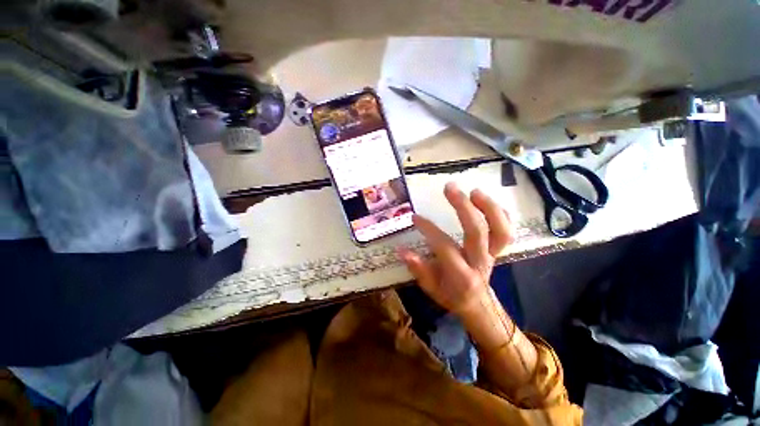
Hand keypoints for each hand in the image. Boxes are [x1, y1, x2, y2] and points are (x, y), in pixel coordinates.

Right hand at [399, 182, 513, 315]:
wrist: (477, 304)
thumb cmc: (450, 295)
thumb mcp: (430, 288)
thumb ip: (418, 269)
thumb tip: (401, 251)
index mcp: (460, 275)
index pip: (444, 246)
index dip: (429, 229)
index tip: (415, 217)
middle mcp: (479, 262)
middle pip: (477, 232)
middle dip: (463, 207)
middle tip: (449, 188)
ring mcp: (492, 255)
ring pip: (500, 231)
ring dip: (489, 207)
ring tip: (474, 191)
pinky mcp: (497, 250)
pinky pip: (506, 231)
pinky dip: (501, 214)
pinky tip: (487, 201)